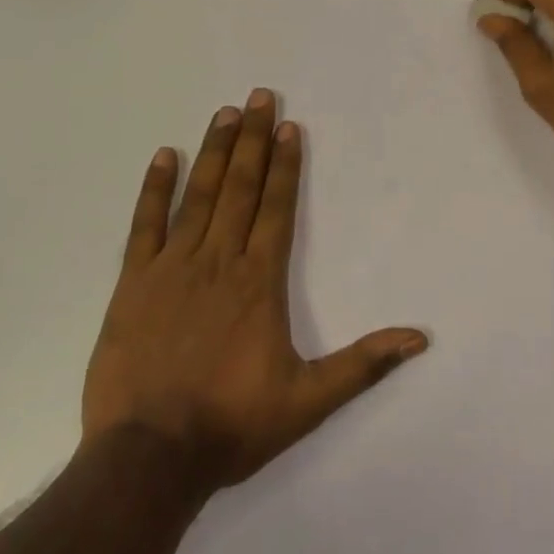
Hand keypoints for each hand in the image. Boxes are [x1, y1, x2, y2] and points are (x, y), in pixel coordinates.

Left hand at [82, 89, 428, 492]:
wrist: (149, 457)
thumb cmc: (232, 424)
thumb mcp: (308, 400)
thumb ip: (363, 364)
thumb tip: (420, 337)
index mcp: (259, 282)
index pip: (277, 209)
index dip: (286, 166)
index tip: (290, 128)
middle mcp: (219, 261)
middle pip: (241, 188)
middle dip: (254, 140)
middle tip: (260, 97)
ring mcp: (173, 268)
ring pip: (199, 197)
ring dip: (215, 152)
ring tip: (226, 113)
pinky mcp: (133, 284)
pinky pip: (145, 225)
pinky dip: (155, 188)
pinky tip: (165, 156)